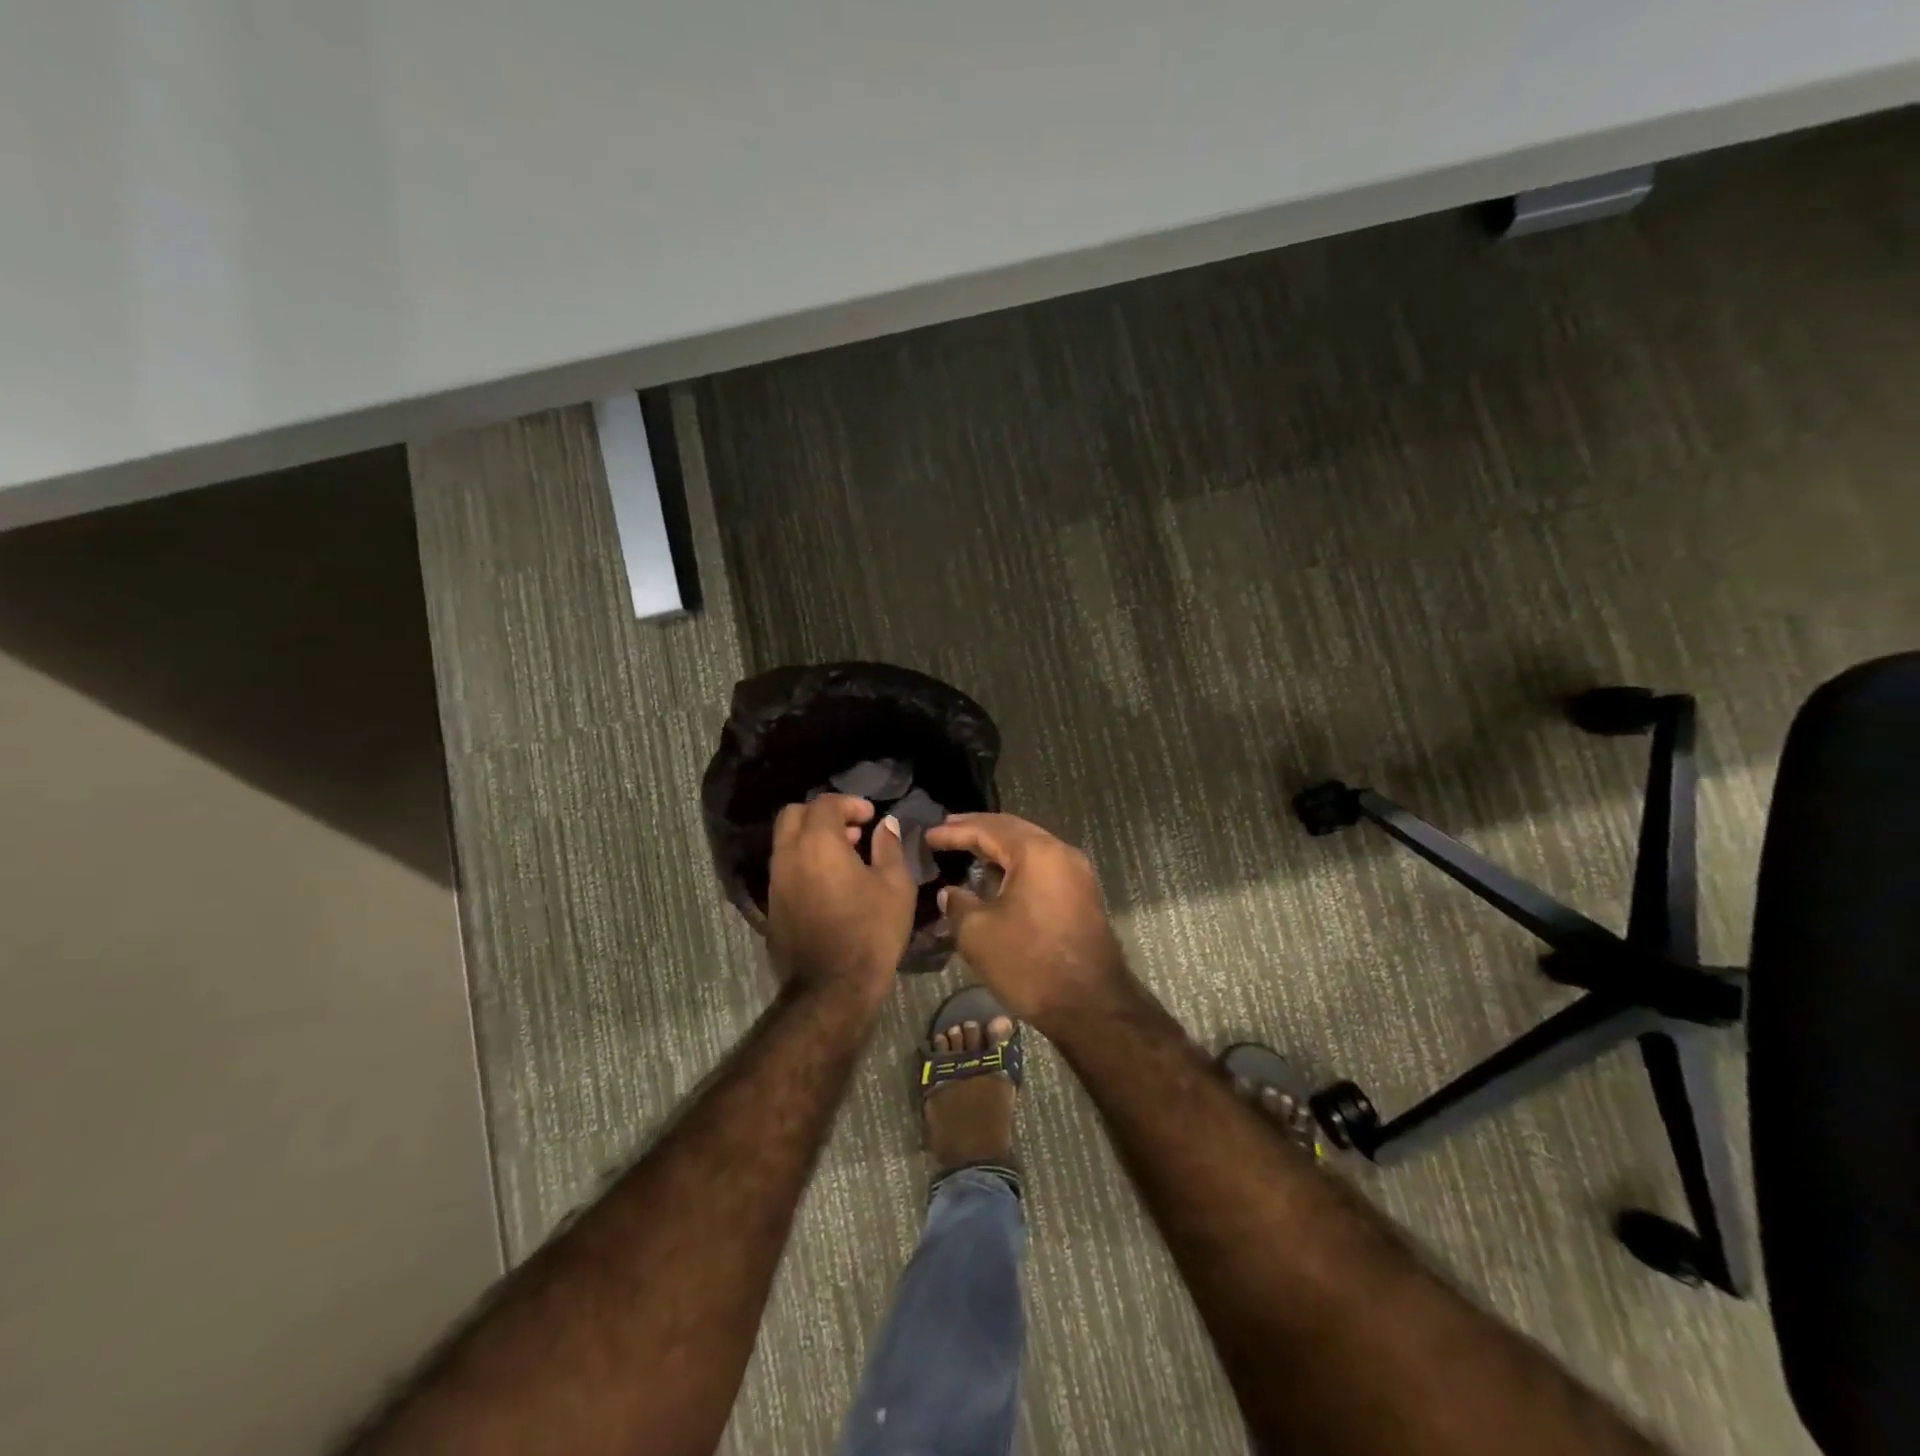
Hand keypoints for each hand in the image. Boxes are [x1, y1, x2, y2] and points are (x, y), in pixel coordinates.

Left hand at [765, 794, 916, 1015]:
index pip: (825, 804)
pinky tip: (829, 883)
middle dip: (822, 814)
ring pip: (785, 842)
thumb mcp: (895, 885)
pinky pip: (784, 868)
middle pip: (794, 814)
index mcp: (818, 843)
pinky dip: (803, 862)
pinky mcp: (772, 906)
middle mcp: (788, 855)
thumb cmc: (871, 931)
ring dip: (811, 838)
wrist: (833, 988)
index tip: (871, 817)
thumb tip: (886, 824)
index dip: (849, 803)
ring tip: (844, 858)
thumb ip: (889, 847)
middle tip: (852, 831)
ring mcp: (775, 882)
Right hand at [926, 813, 1126, 1034]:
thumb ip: (957, 904)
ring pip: (1030, 847)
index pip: (988, 829)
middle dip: (978, 829)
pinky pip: (1042, 866)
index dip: (954, 831)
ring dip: (999, 847)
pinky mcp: (1082, 894)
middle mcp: (1061, 852)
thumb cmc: (1030, 963)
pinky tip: (996, 877)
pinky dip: (1016, 865)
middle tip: (947, 829)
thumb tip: (951, 893)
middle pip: (1013, 830)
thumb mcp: (978, 934)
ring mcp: (1076, 873)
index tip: (928, 835)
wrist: (1091, 1006)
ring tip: (967, 850)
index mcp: (1036, 852)